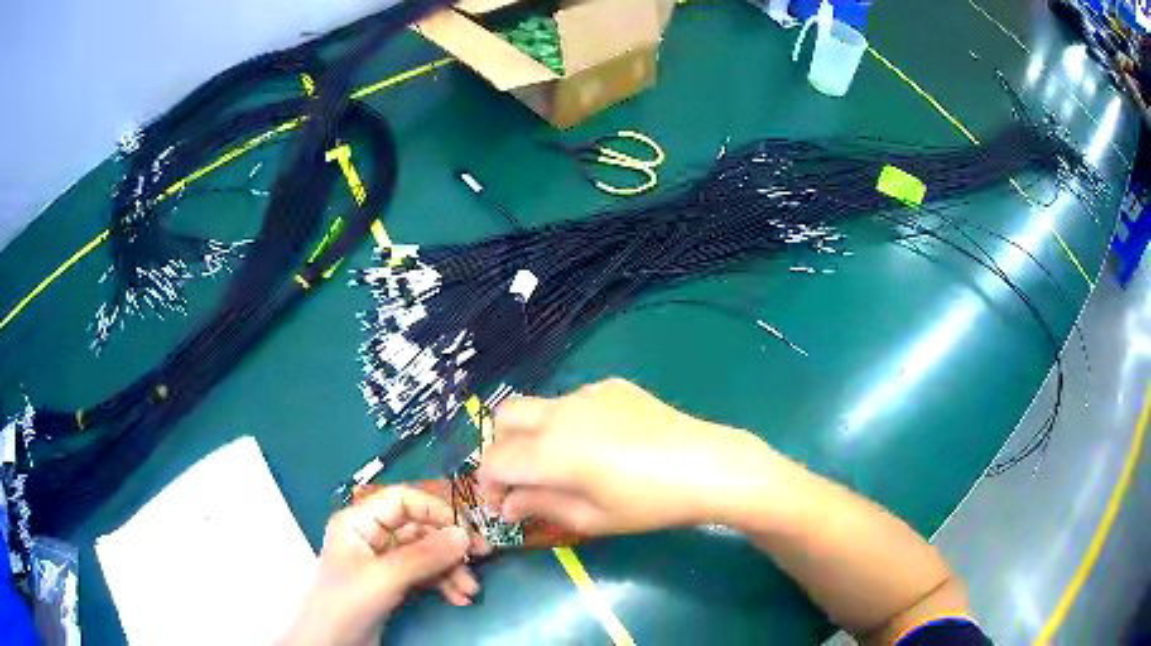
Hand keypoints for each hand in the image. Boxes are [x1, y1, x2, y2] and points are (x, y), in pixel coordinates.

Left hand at [281, 486, 486, 645]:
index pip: (402, 500)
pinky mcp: (392, 583)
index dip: (435, 510)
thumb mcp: (385, 577)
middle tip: (480, 560)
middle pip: (419, 529)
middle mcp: (372, 536)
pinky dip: (443, 584)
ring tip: (469, 591)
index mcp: (359, 521)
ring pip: (426, 554)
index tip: (465, 530)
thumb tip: (465, 535)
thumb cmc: (348, 602)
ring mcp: (383, 561)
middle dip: (448, 548)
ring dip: (450, 570)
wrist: (332, 643)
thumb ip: (424, 556)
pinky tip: (458, 598)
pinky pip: (424, 575)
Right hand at [476, 378, 775, 534]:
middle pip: (504, 418)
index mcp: (550, 450)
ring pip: (537, 407)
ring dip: (531, 434)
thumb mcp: (590, 518)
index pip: (495, 460)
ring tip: (560, 465)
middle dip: (500, 448)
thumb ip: (540, 506)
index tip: (501, 505)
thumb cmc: (648, 504)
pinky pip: (571, 401)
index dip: (489, 484)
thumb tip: (508, 504)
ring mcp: (587, 393)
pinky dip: (564, 422)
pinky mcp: (611, 386)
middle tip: (521, 479)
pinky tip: (598, 445)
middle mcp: (559, 412)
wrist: (706, 466)